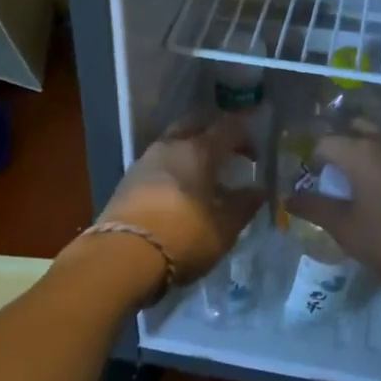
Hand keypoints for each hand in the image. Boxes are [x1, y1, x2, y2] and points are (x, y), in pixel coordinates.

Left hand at [90, 111, 263, 284]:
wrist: (121, 257)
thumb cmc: (183, 237)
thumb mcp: (224, 228)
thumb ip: (245, 205)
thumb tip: (259, 190)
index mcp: (199, 150)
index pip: (228, 127)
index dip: (246, 137)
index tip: (255, 158)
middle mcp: (171, 145)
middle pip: (196, 123)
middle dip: (214, 133)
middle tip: (227, 154)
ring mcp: (145, 160)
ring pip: (173, 140)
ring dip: (191, 149)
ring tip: (203, 174)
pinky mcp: (128, 179)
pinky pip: (158, 161)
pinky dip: (173, 166)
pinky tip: (179, 189)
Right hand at [286, 133, 380, 285]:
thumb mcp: (345, 228)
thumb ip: (315, 209)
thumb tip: (289, 199)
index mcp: (360, 151)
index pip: (326, 141)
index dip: (313, 156)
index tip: (310, 174)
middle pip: (357, 128)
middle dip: (341, 141)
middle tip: (333, 168)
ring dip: (368, 148)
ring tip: (360, 175)